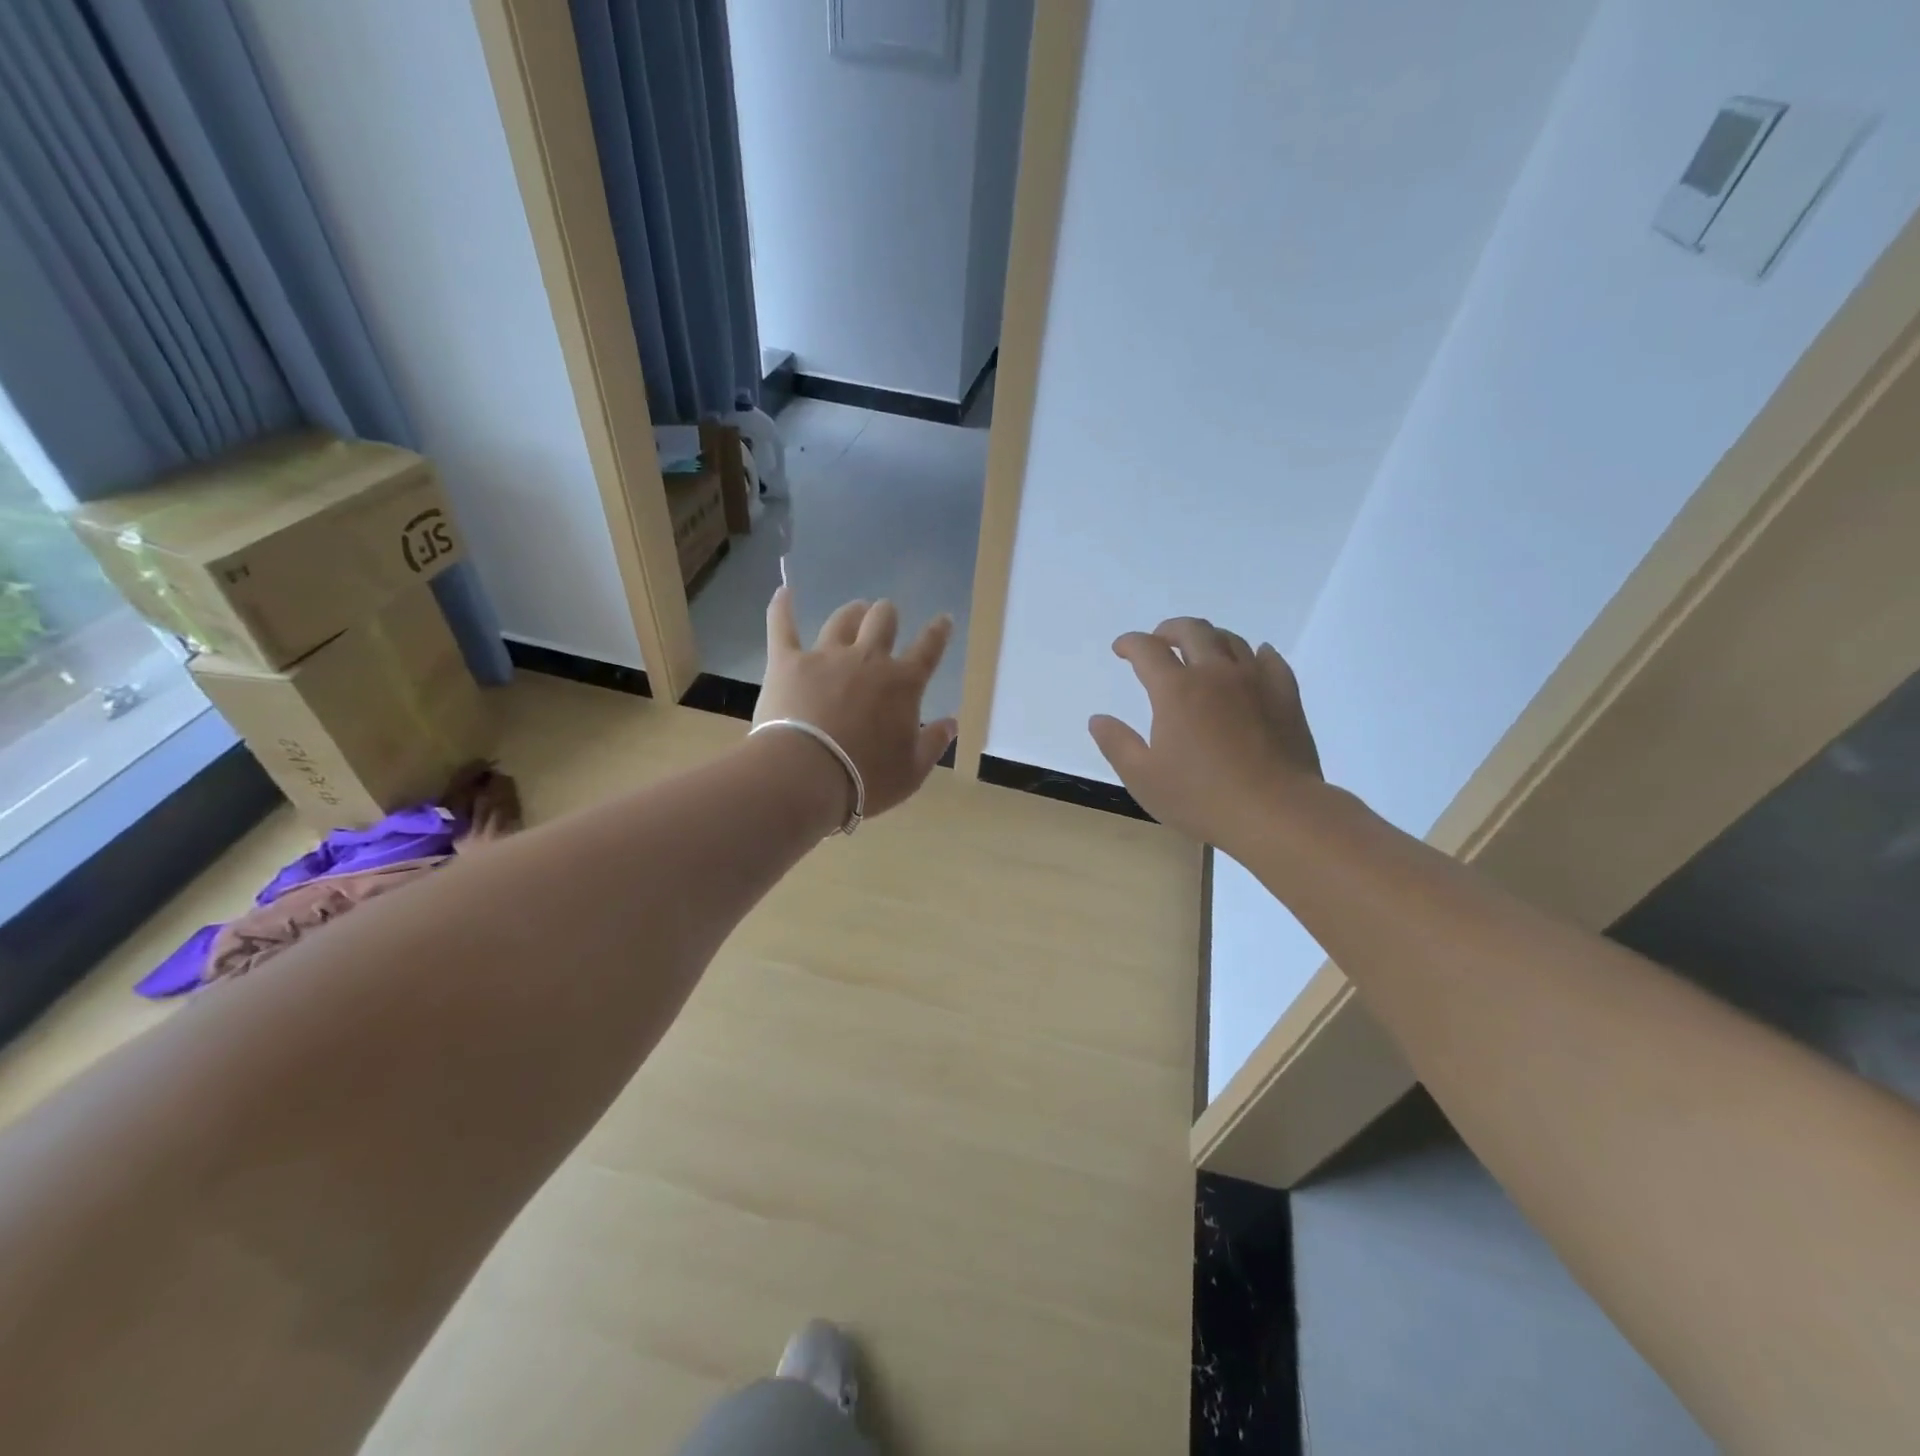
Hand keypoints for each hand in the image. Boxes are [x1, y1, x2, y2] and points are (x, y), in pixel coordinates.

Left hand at [756, 588, 957, 820]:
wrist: (807, 775)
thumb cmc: (866, 779)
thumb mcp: (912, 771)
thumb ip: (934, 743)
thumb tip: (951, 722)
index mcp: (903, 684)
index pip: (928, 649)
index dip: (938, 632)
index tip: (943, 620)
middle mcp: (868, 659)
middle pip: (883, 621)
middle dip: (888, 615)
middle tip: (887, 618)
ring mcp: (826, 656)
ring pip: (842, 619)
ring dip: (852, 612)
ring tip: (855, 610)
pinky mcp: (787, 662)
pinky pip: (783, 626)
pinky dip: (782, 607)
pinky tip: (784, 592)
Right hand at [1088, 617, 1322, 847]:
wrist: (1275, 812)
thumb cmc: (1200, 798)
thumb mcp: (1142, 778)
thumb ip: (1116, 744)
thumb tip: (1098, 719)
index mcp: (1176, 690)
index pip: (1147, 649)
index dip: (1130, 643)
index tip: (1121, 649)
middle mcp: (1215, 673)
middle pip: (1192, 631)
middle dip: (1169, 630)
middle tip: (1159, 641)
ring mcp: (1254, 681)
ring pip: (1231, 640)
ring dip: (1208, 638)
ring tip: (1200, 650)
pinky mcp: (1285, 696)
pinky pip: (1271, 660)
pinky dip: (1255, 653)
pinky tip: (1254, 658)